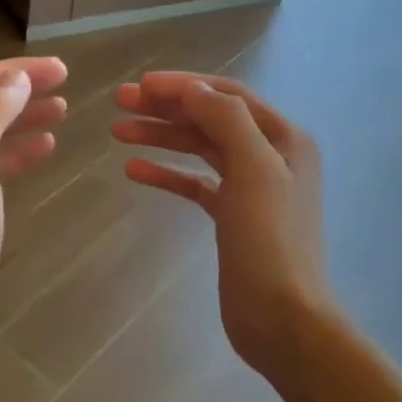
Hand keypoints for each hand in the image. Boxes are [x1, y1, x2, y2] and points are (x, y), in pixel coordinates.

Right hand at [112, 72, 329, 370]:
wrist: (281, 317)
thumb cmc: (270, 240)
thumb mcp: (254, 169)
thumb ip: (226, 120)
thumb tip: (192, 89)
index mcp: (284, 138)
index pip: (227, 96)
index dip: (184, 85)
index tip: (141, 84)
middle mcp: (269, 155)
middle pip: (210, 119)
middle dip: (166, 108)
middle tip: (120, 102)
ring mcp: (250, 187)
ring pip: (199, 149)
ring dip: (161, 137)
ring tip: (117, 131)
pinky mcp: (231, 216)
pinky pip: (194, 183)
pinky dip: (167, 174)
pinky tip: (134, 170)